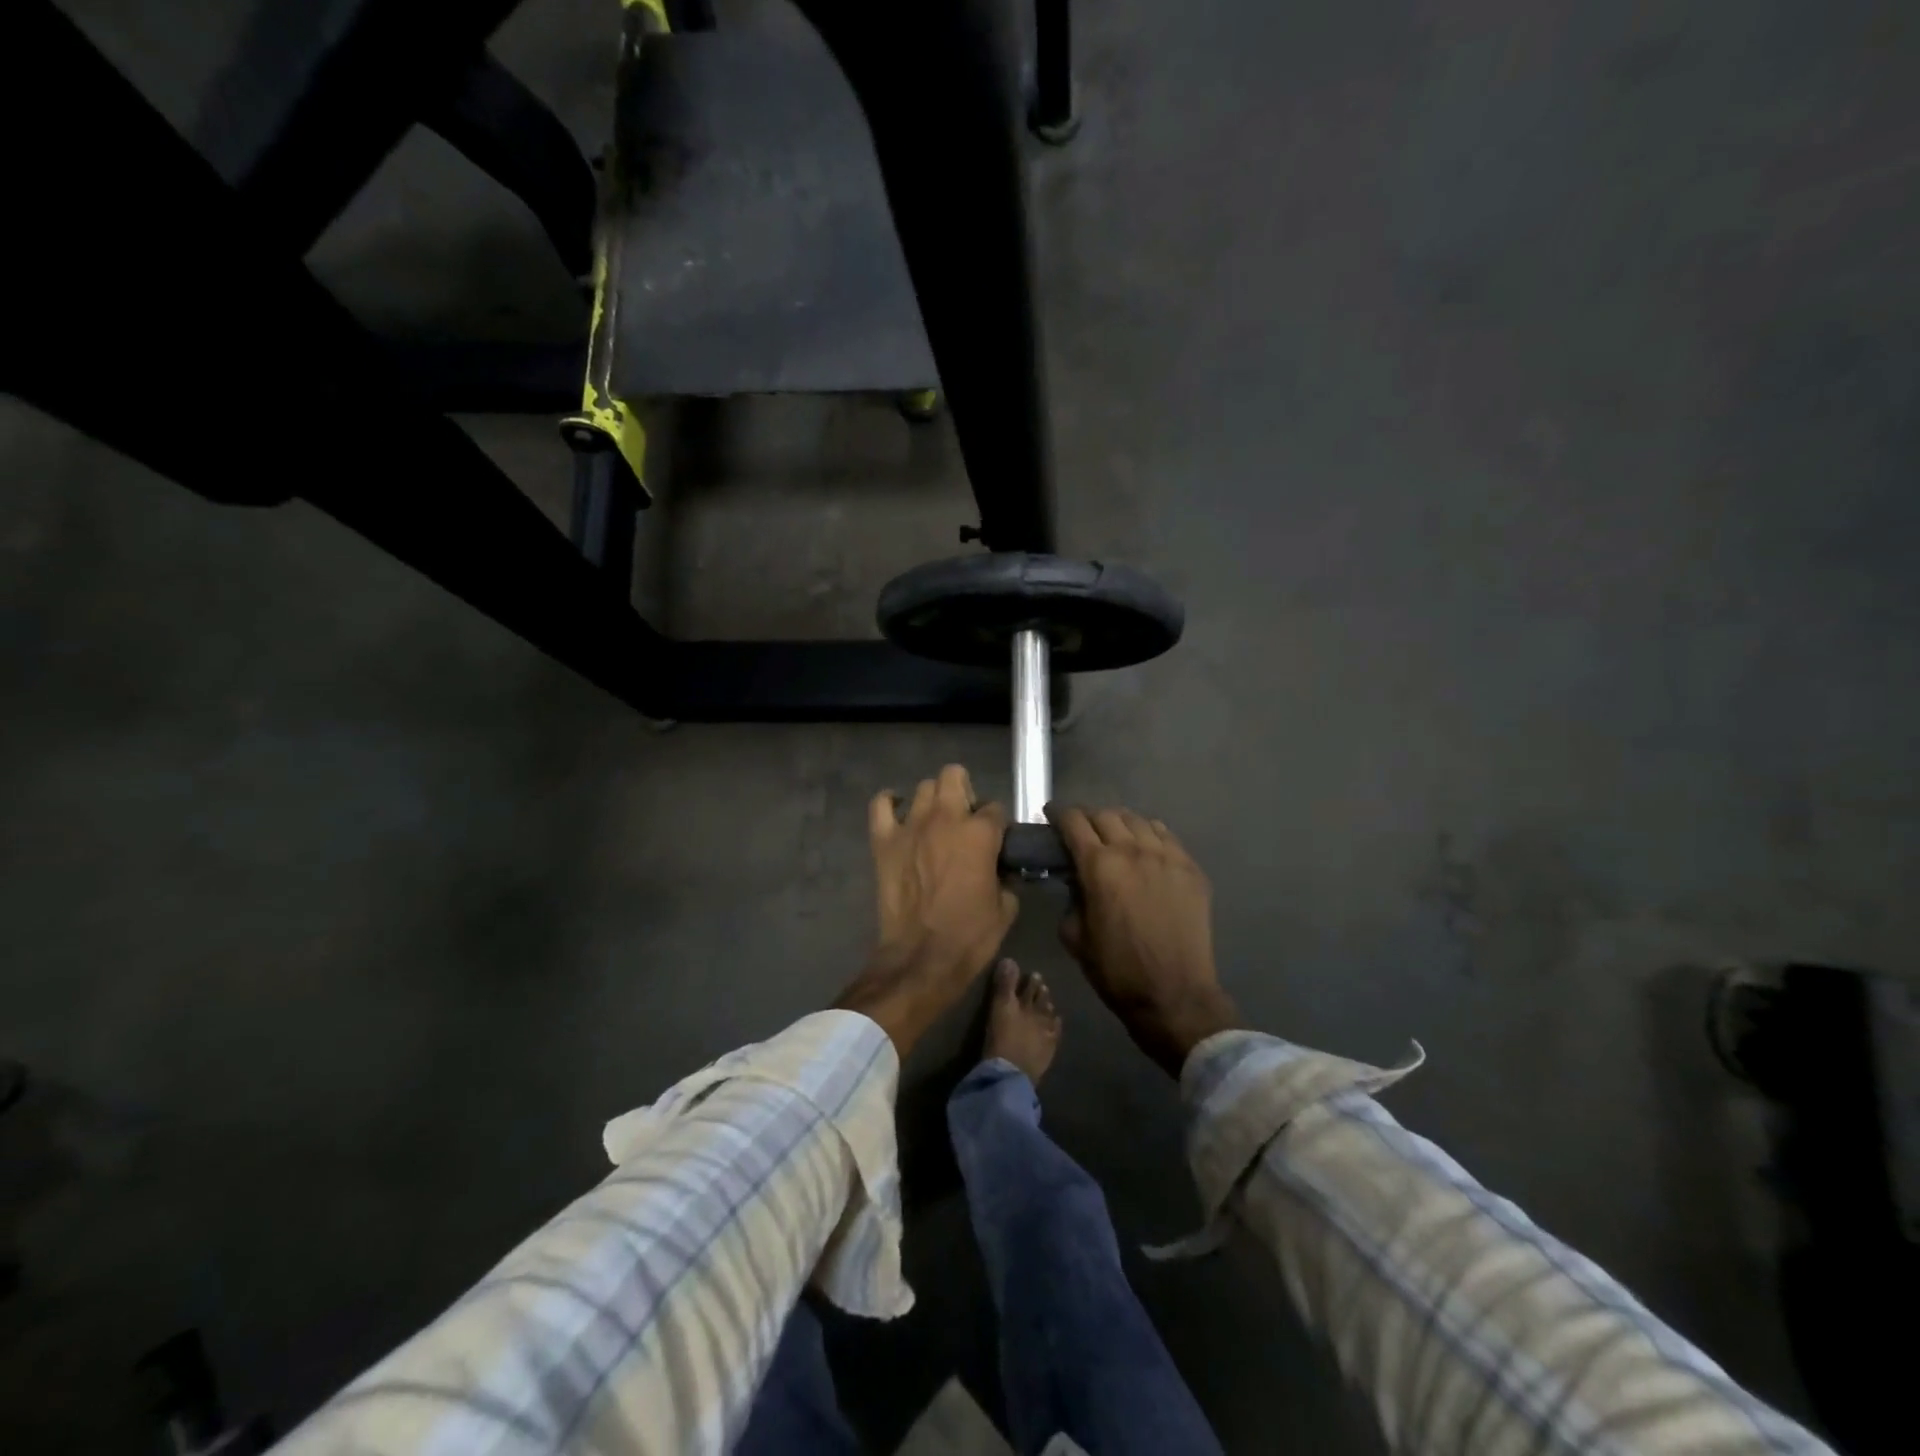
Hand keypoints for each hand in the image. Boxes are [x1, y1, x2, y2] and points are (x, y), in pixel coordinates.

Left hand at [835, 765, 1017, 1054]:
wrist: (921, 959)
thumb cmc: (969, 936)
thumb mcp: (1005, 908)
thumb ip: (1005, 877)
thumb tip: (999, 869)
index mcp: (980, 833)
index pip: (996, 809)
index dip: (998, 824)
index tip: (996, 841)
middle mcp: (946, 818)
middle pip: (955, 776)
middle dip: (964, 791)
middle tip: (965, 820)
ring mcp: (910, 826)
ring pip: (923, 787)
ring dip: (933, 800)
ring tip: (935, 822)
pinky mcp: (884, 840)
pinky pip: (881, 804)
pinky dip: (889, 802)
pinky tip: (898, 813)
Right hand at [1049, 804, 1238, 1076]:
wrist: (1174, 994)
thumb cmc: (1116, 969)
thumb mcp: (1074, 934)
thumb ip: (1071, 897)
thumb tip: (1076, 880)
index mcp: (1099, 865)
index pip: (1074, 822)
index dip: (1058, 814)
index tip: (1051, 816)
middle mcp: (1133, 850)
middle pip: (1105, 814)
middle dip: (1087, 818)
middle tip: (1080, 831)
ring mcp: (1167, 856)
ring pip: (1138, 820)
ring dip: (1119, 823)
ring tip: (1114, 837)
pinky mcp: (1190, 868)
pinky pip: (1166, 835)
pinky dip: (1149, 835)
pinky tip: (1145, 848)